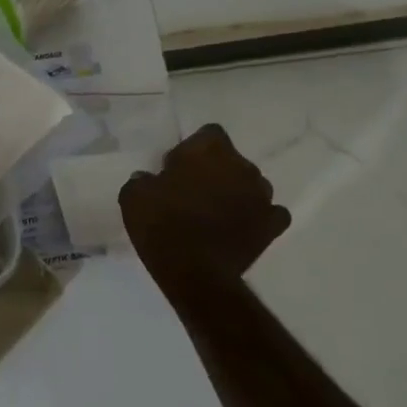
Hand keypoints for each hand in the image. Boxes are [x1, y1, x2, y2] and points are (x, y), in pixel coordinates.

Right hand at [120, 123, 291, 278]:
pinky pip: (270, 213)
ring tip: (216, 214)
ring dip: (236, 193)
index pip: (209, 134)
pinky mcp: (273, 225)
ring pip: (250, 185)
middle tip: (193, 193)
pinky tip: (242, 228)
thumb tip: (151, 179)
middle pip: (231, 160)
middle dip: (216, 172)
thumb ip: (145, 179)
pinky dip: (257, 218)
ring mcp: (262, 195)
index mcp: (208, 150)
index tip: (177, 169)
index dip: (193, 150)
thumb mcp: (134, 195)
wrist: (194, 273)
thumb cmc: (161, 225)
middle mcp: (241, 165)